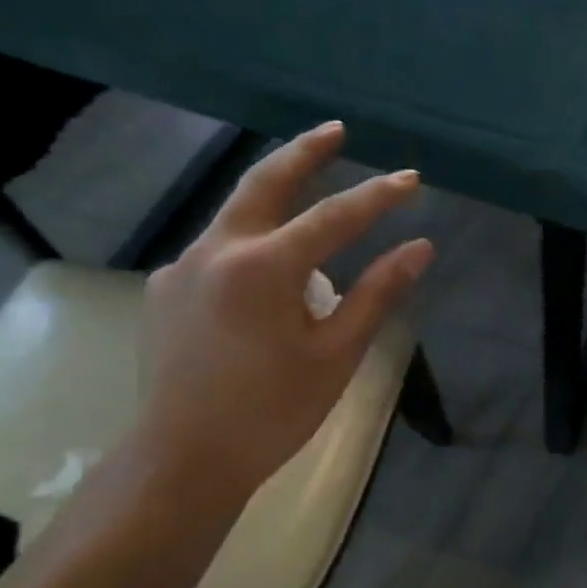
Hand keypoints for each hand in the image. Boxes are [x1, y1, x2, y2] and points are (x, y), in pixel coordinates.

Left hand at [136, 122, 432, 494]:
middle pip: (263, 182)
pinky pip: (219, 249)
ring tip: (313, 204)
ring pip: (236, 215)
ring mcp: (183, 267)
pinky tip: (270, 273)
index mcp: (263, 267)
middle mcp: (215, 251)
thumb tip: (420, 249)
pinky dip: (253, 242)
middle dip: (304, 151)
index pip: (333, 217)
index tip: (412, 179)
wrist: (185, 457)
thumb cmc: (274, 410)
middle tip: (336, 129)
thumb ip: (378, 294)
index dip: (378, 196)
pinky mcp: (167, 289)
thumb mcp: (337, 353)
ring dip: (277, 198)